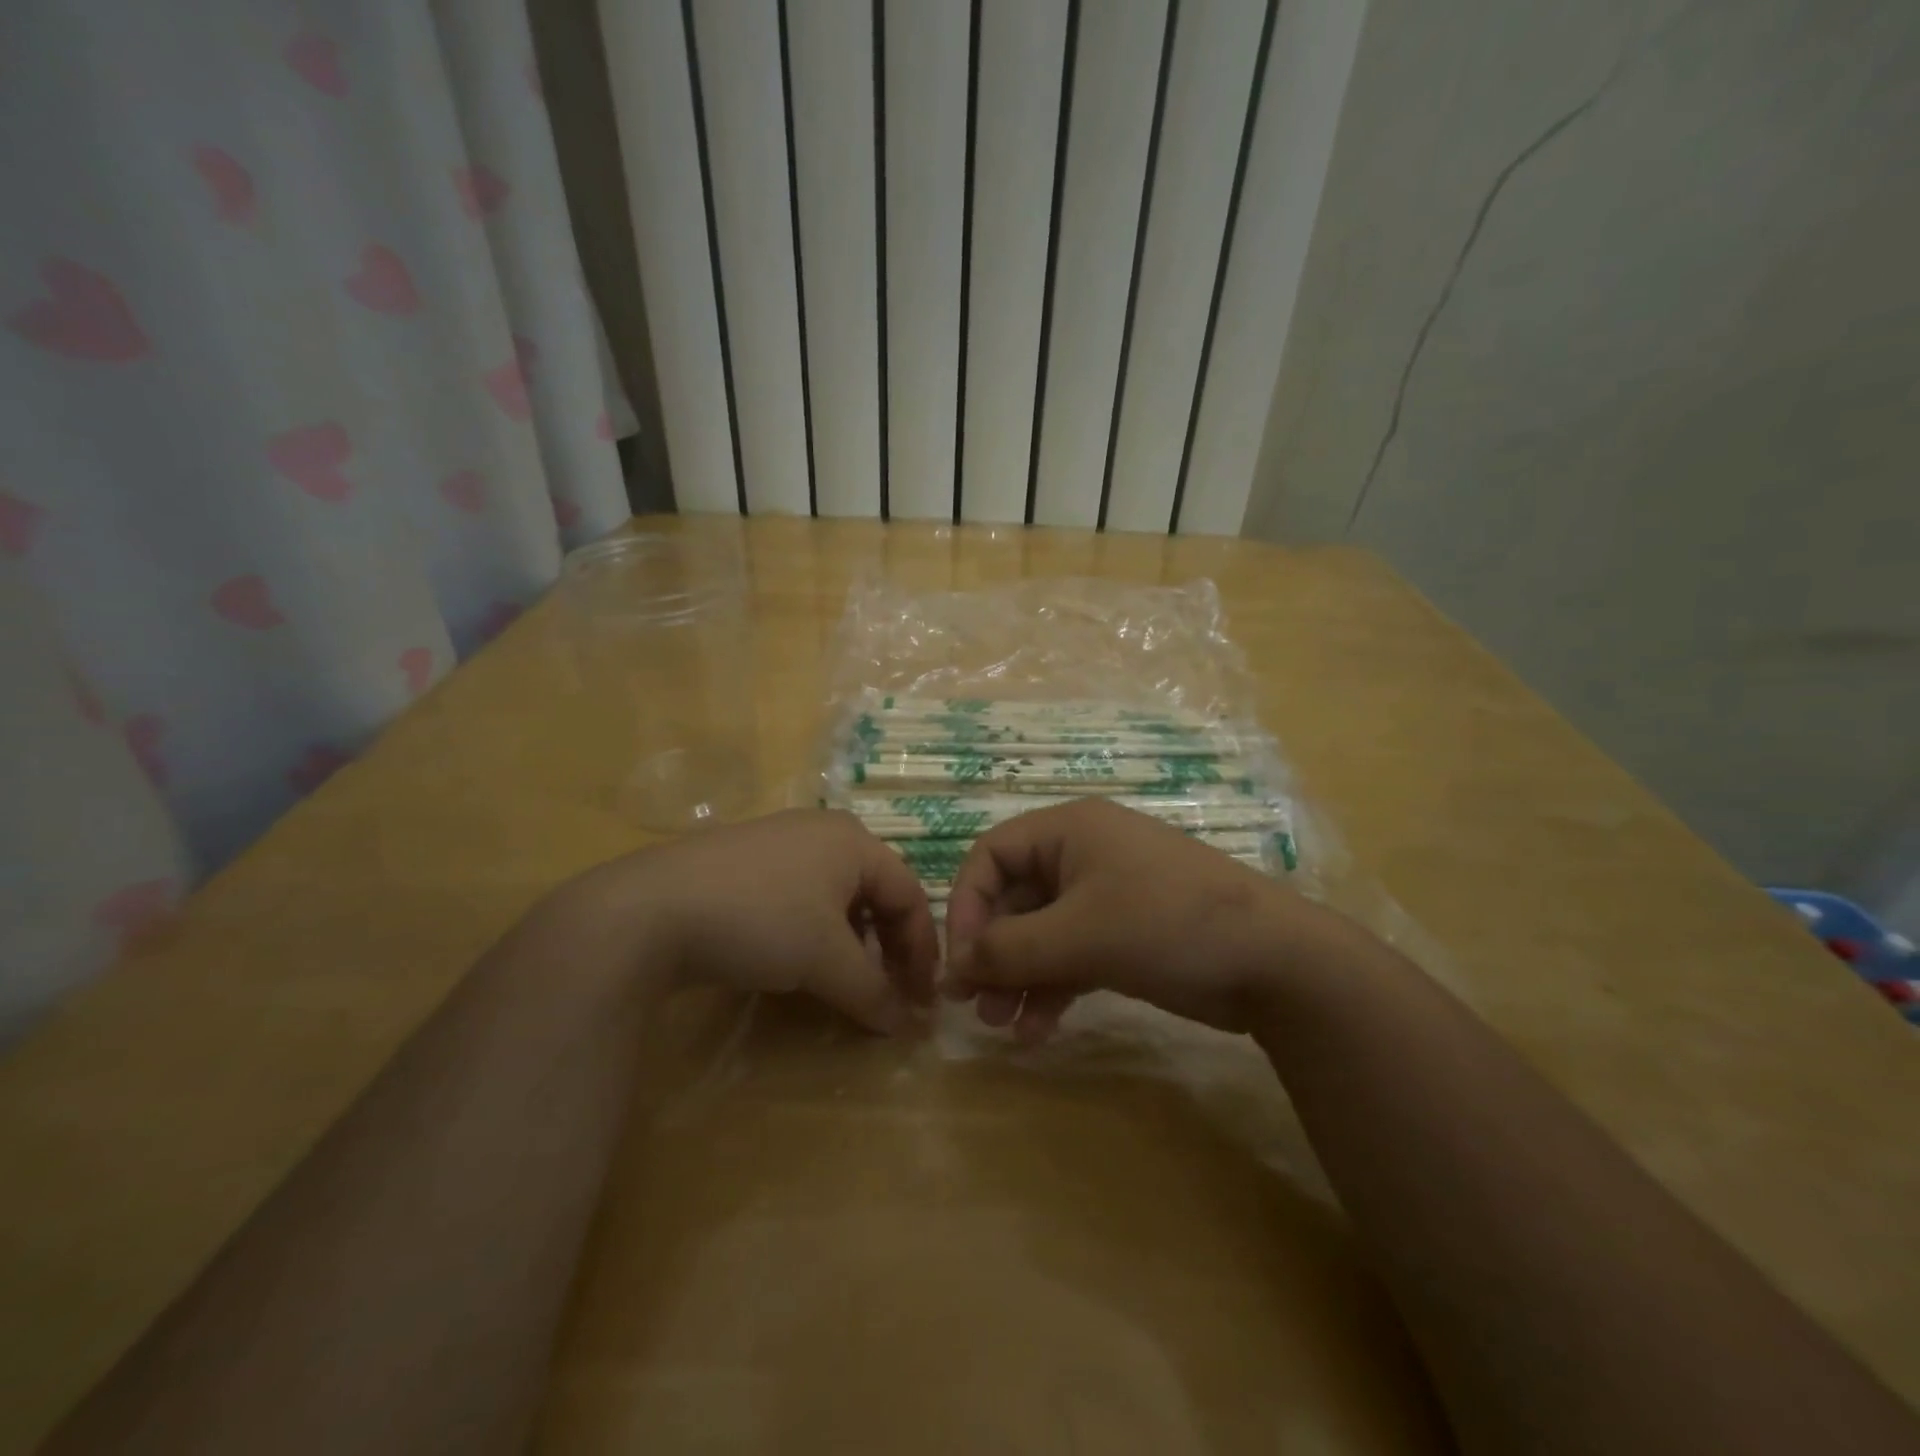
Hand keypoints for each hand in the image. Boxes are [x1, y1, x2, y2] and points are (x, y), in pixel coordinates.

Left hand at [567, 810, 940, 1034]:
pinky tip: (796, 962)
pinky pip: (799, 896)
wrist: (650, 910)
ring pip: (836, 896)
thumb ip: (873, 992)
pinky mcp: (742, 863)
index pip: (909, 895)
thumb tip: (905, 1025)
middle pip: (875, 893)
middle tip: (888, 993)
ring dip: (852, 943)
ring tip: (844, 981)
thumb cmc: (761, 921)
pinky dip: (813, 933)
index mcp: (853, 841)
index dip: (922, 951)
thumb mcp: (826, 961)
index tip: (920, 1001)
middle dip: (888, 947)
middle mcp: (821, 831)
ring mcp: (778, 842)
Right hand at [943, 798, 1319, 1041]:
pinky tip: (1039, 1030)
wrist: (1274, 962)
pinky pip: (1072, 954)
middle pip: (1014, 898)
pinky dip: (1052, 987)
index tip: (960, 960)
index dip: (967, 904)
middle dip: (992, 951)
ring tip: (1002, 1024)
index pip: (992, 855)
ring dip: (1018, 976)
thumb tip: (953, 968)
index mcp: (1069, 831)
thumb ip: (1009, 950)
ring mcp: (1107, 895)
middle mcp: (1082, 855)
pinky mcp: (1125, 934)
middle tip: (971, 1003)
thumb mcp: (1080, 935)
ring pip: (1041, 932)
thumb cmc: (1166, 924)